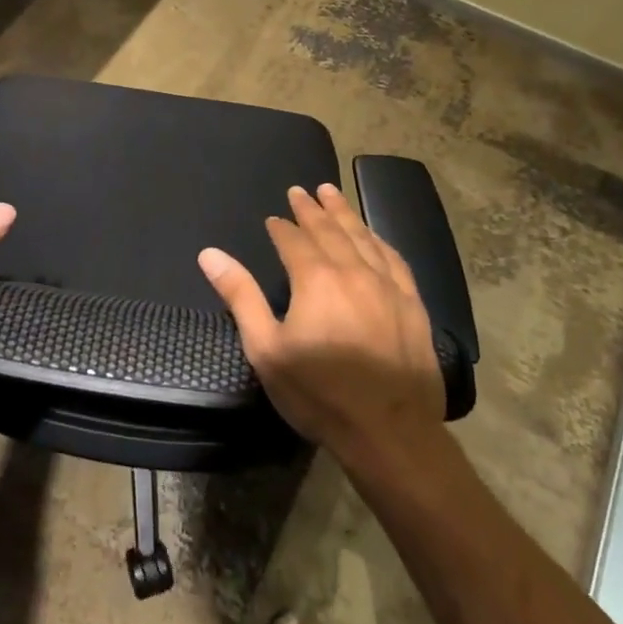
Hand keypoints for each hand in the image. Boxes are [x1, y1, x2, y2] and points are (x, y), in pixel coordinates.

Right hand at [199, 182, 443, 463]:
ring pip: (362, 237)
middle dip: (312, 209)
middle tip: (301, 190)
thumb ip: (240, 296)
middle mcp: (353, 271)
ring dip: (344, 213)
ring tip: (332, 193)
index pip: (293, 241)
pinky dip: (378, 240)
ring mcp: (388, 285)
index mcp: (315, 279)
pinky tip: (373, 235)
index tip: (273, 218)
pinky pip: (394, 258)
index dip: (281, 228)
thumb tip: (210, 254)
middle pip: (329, 230)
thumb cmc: (319, 393)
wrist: (390, 432)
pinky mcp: (412, 304)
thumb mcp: (266, 349)